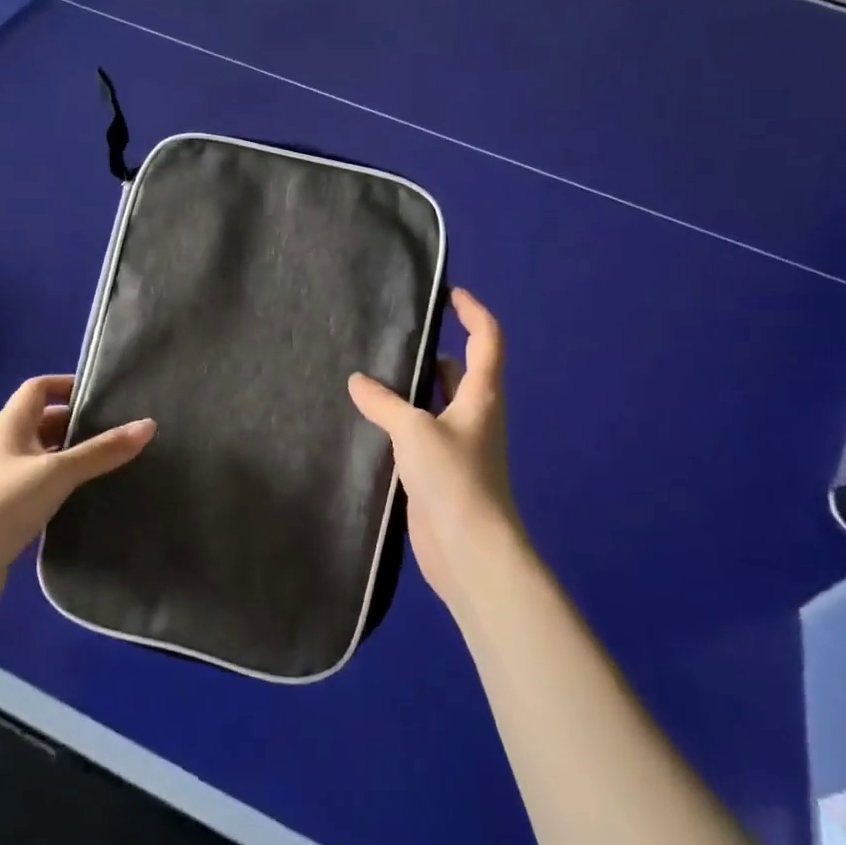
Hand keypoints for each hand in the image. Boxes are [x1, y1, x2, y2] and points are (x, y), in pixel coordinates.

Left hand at [0, 375, 153, 630]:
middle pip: (46, 423)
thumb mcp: (56, 472)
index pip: (39, 388)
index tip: (105, 394)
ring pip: (48, 459)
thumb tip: (149, 424)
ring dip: (76, 459)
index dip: (68, 385)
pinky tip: (94, 498)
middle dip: (80, 424)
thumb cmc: (1, 504)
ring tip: (118, 462)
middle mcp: (7, 447)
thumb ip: (102, 451)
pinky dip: (67, 489)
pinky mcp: (10, 514)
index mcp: (11, 424)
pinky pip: (45, 490)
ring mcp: (6, 481)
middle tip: (122, 430)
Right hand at [348, 289, 528, 613]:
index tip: (447, 293)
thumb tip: (357, 381)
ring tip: (370, 373)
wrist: (471, 551)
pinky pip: (419, 433)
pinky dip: (400, 421)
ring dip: (411, 389)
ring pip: (435, 403)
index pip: (487, 338)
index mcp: (481, 396)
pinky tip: (368, 421)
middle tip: (390, 336)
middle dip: (431, 351)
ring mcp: (458, 444)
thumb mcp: (414, 431)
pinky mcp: (439, 471)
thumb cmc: (454, 479)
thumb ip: (383, 403)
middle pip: (458, 370)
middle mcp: (474, 415)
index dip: (472, 311)